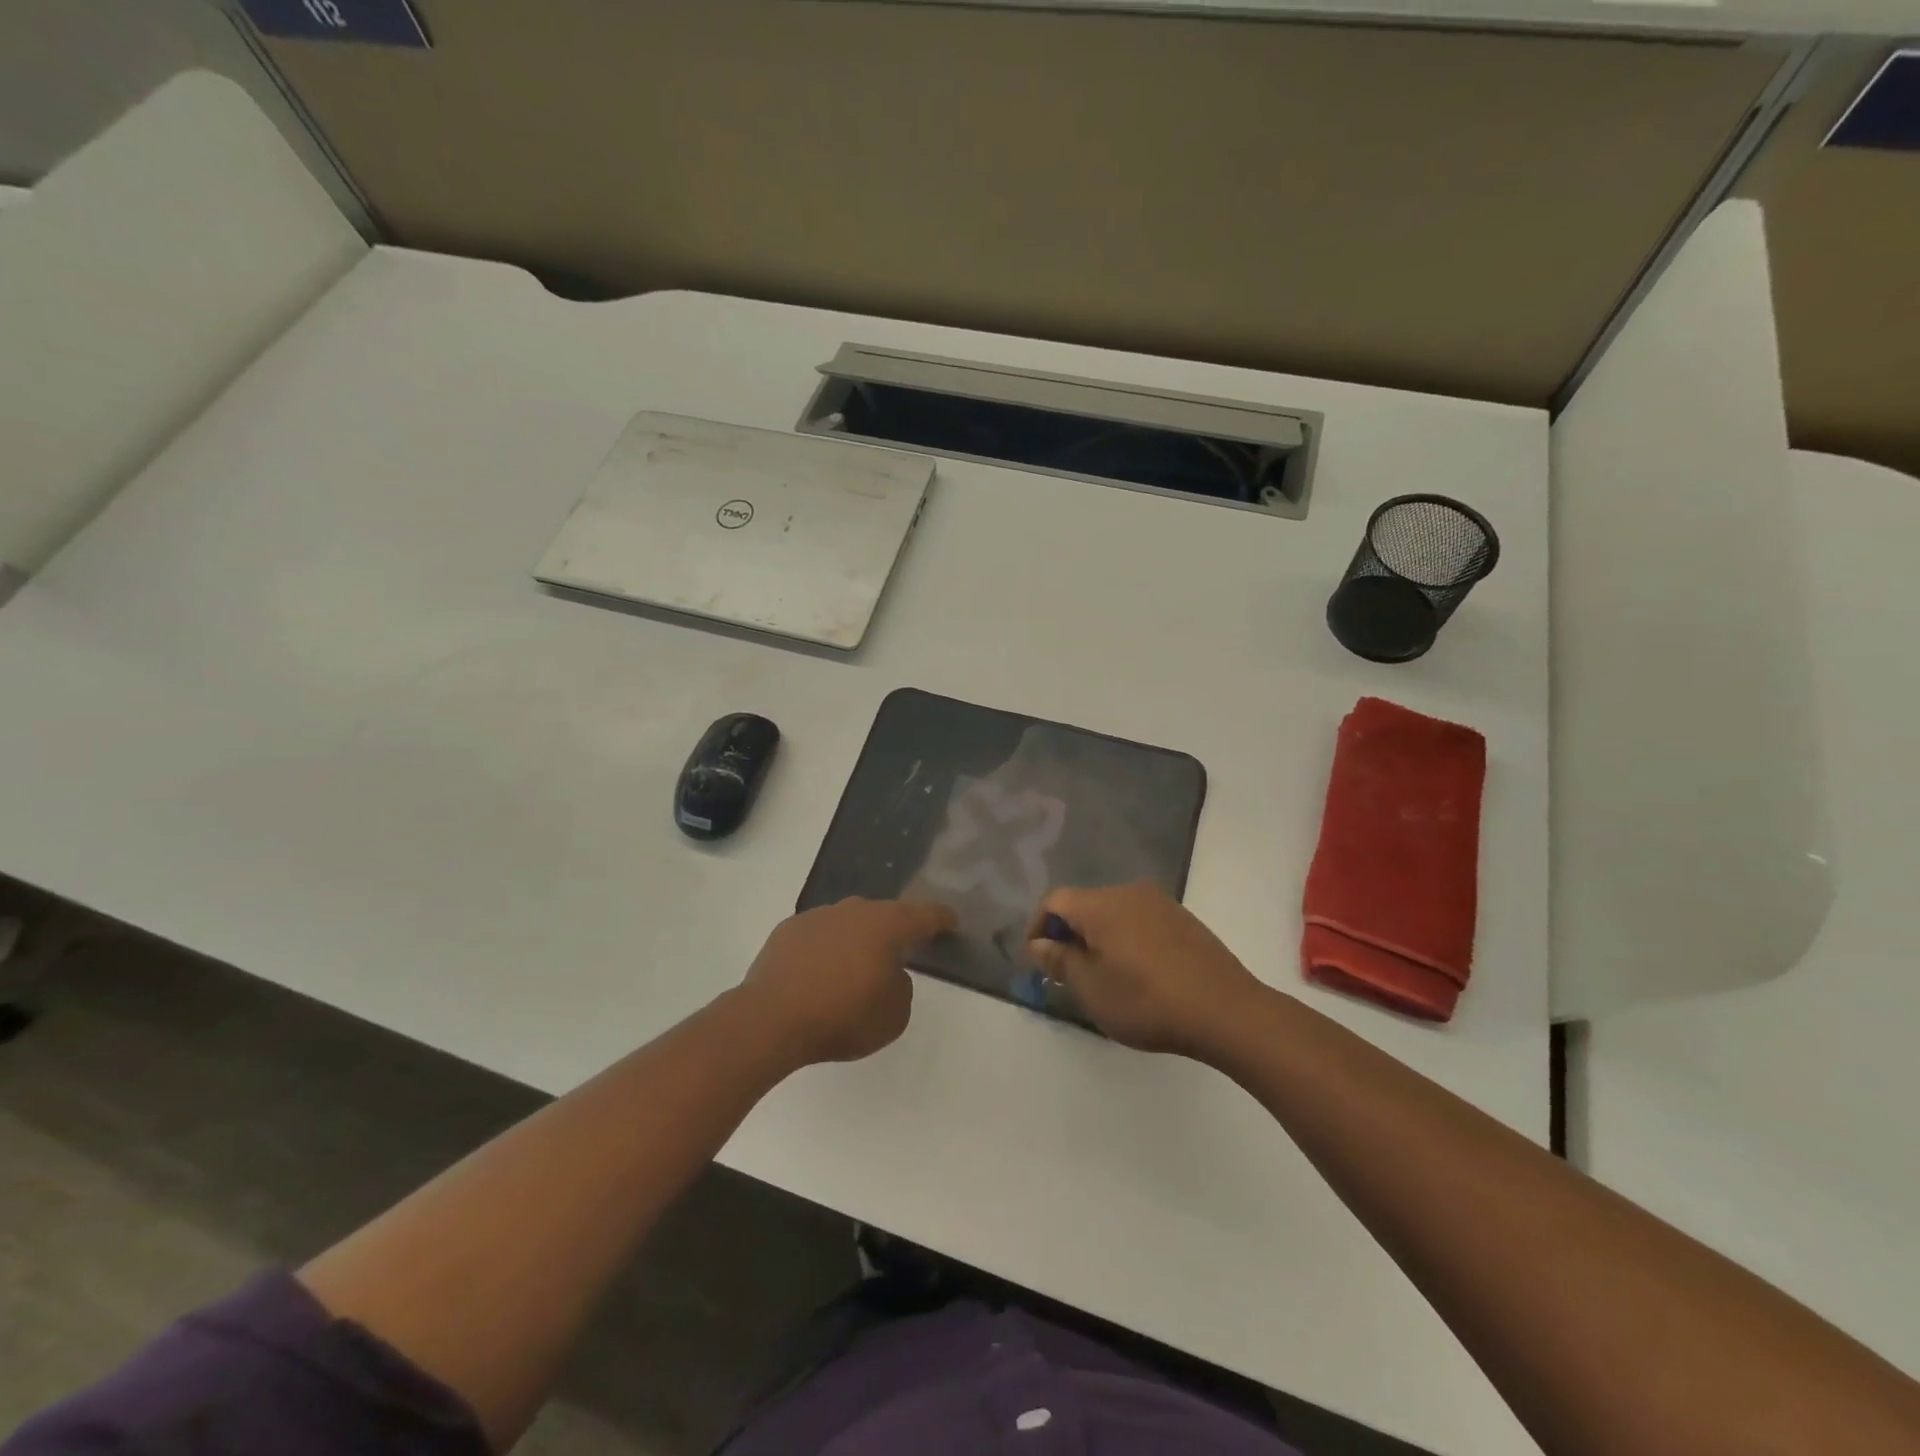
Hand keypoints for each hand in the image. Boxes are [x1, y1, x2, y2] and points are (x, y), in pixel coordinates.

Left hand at [741, 898, 956, 1066]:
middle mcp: (854, 911)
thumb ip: (901, 987)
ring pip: (849, 923)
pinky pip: (819, 935)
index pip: (924, 915)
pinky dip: (826, 949)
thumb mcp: (894, 1015)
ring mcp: (818, 917)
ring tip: (856, 968)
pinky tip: (820, 973)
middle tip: (901, 950)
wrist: (771, 1019)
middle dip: (895, 930)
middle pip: (884, 915)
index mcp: (887, 925)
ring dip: (857, 940)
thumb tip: (887, 972)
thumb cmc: (842, 1016)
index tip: (951, 921)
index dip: (941, 918)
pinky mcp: (788, 931)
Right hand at [1027, 882, 1264, 1058]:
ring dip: (1097, 937)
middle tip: (1065, 972)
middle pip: (1084, 904)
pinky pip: (1139, 920)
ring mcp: (1160, 903)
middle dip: (1067, 933)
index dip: (1037, 927)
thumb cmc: (1147, 1001)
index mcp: (1101, 904)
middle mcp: (1128, 891)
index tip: (1036, 960)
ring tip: (1100, 974)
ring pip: (1113, 912)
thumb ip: (1059, 961)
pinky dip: (1125, 939)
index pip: (1054, 901)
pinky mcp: (1183, 919)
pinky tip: (1135, 972)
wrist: (1226, 1010)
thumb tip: (1038, 944)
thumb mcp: (1092, 988)